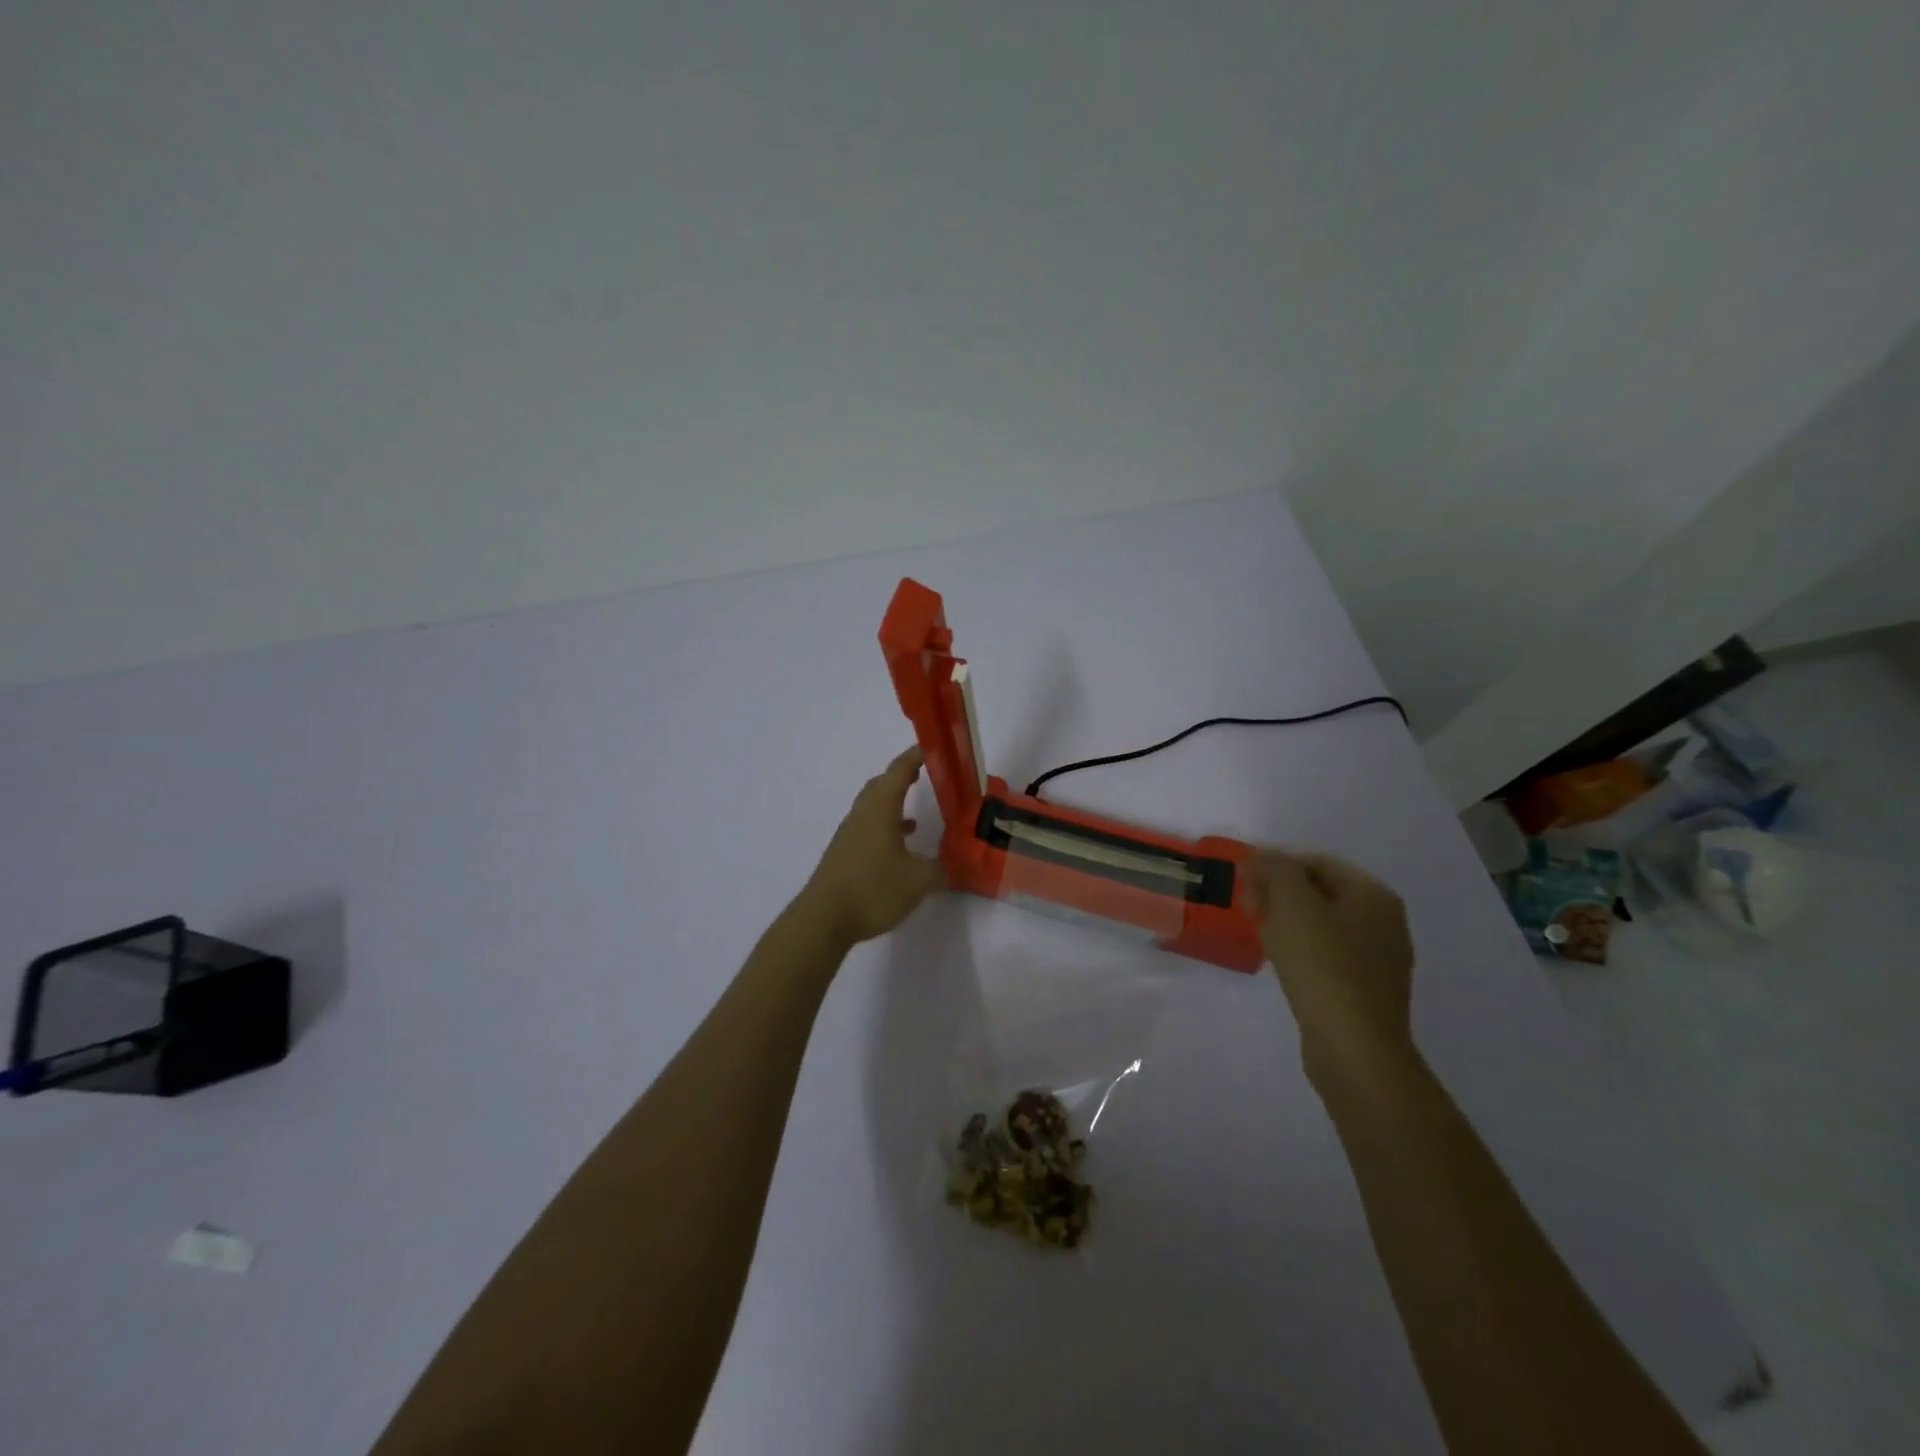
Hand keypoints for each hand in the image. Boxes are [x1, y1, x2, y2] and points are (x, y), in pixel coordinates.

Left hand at [800, 747, 947, 945]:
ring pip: (873, 806)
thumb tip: (959, 864)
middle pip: (882, 784)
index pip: (899, 771)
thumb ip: (942, 869)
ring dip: (893, 803)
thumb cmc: (873, 889)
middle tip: (925, 774)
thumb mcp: (918, 881)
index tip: (930, 747)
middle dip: (902, 776)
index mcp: (880, 809)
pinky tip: (900, 845)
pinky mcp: (844, 853)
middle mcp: (862, 814)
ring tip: (916, 810)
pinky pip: (868, 826)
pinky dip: (885, 826)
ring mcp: (850, 833)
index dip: (915, 756)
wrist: (824, 919)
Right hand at [1245, 851, 1415, 1085]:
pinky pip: (1327, 955)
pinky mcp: (1366, 990)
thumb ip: (1275, 869)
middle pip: (1321, 892)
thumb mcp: (1292, 904)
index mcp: (1373, 894)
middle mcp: (1384, 921)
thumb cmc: (1323, 966)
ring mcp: (1379, 958)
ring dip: (1287, 922)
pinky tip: (1281, 963)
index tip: (1244, 883)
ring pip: (1322, 925)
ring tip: (1259, 934)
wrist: (1354, 1048)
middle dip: (1280, 893)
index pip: (1316, 862)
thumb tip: (1262, 855)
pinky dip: (1301, 950)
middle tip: (1248, 908)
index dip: (1276, 866)